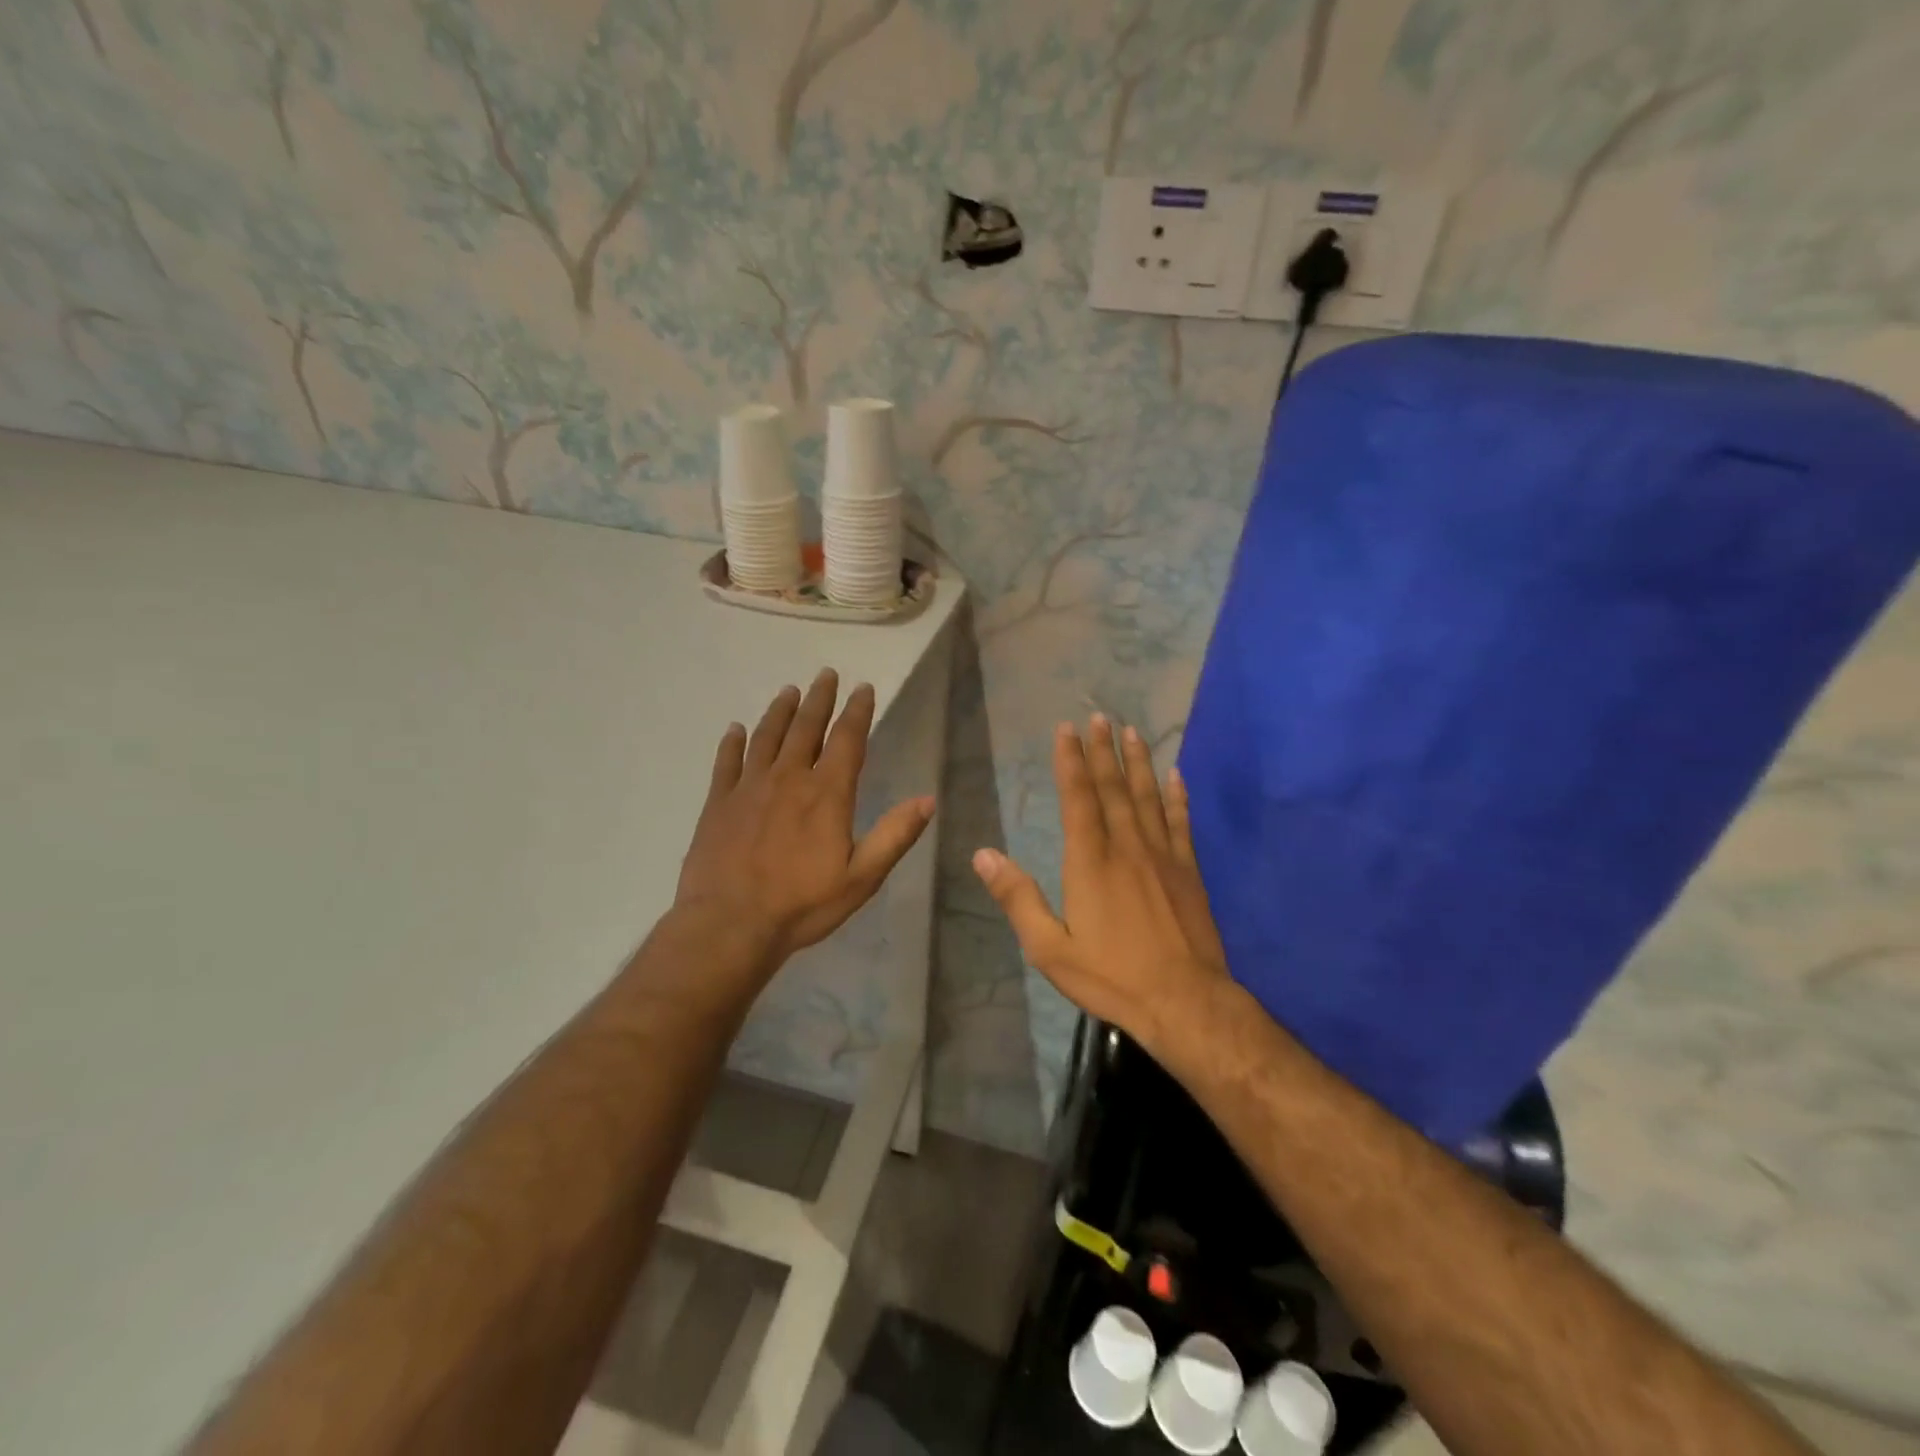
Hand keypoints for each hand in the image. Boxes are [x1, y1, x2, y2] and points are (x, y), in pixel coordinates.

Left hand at [674, 669, 934, 972]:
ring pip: (767, 737)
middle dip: (819, 699)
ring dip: (780, 711)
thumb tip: (929, 800)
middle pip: (806, 727)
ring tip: (789, 691)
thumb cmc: (802, 904)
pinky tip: (736, 729)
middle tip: (826, 674)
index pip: (847, 739)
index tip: (863, 688)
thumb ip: (894, 835)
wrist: (729, 924)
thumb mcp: (862, 877)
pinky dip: (733, 742)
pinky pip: (727, 762)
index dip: (857, 711)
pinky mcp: (719, 803)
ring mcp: (749, 787)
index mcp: (827, 793)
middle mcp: (788, 778)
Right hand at [972, 715, 1228, 1051]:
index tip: (1067, 729)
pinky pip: (1181, 823)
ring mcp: (1163, 856)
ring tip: (1133, 732)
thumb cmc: (1111, 976)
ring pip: (1148, 797)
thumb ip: (1017, 898)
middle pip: (1114, 787)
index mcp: (1090, 860)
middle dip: (1104, 750)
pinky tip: (1176, 776)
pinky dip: (1178, 796)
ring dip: (1139, 762)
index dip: (1071, 761)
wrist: (1184, 1001)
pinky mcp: (1189, 871)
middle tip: (1100, 716)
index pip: (1078, 797)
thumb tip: (983, 855)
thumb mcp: (1049, 948)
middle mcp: (1127, 846)